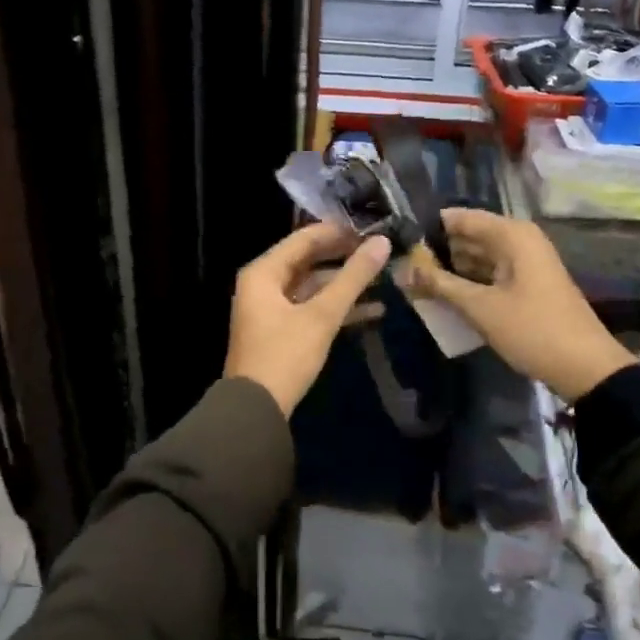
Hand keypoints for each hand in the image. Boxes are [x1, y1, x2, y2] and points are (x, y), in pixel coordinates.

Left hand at [225, 224, 392, 414]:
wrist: (256, 409)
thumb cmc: (285, 355)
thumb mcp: (322, 315)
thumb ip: (353, 278)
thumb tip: (382, 243)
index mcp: (263, 272)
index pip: (304, 239)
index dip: (338, 232)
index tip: (371, 229)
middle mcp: (263, 284)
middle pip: (308, 260)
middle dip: (344, 258)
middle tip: (379, 251)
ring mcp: (270, 309)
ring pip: (312, 286)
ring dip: (344, 285)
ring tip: (383, 279)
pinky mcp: (281, 331)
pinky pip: (311, 308)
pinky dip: (336, 308)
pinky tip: (373, 311)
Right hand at [402, 209, 633, 402]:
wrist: (586, 368)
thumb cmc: (532, 329)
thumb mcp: (480, 308)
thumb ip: (439, 284)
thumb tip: (402, 269)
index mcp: (512, 234)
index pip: (459, 218)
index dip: (428, 229)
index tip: (398, 243)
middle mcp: (518, 240)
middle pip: (468, 236)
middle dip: (436, 252)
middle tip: (400, 268)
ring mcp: (524, 263)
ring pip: (477, 257)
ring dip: (449, 270)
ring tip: (413, 283)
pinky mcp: (525, 285)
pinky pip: (488, 274)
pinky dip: (467, 283)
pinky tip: (442, 296)